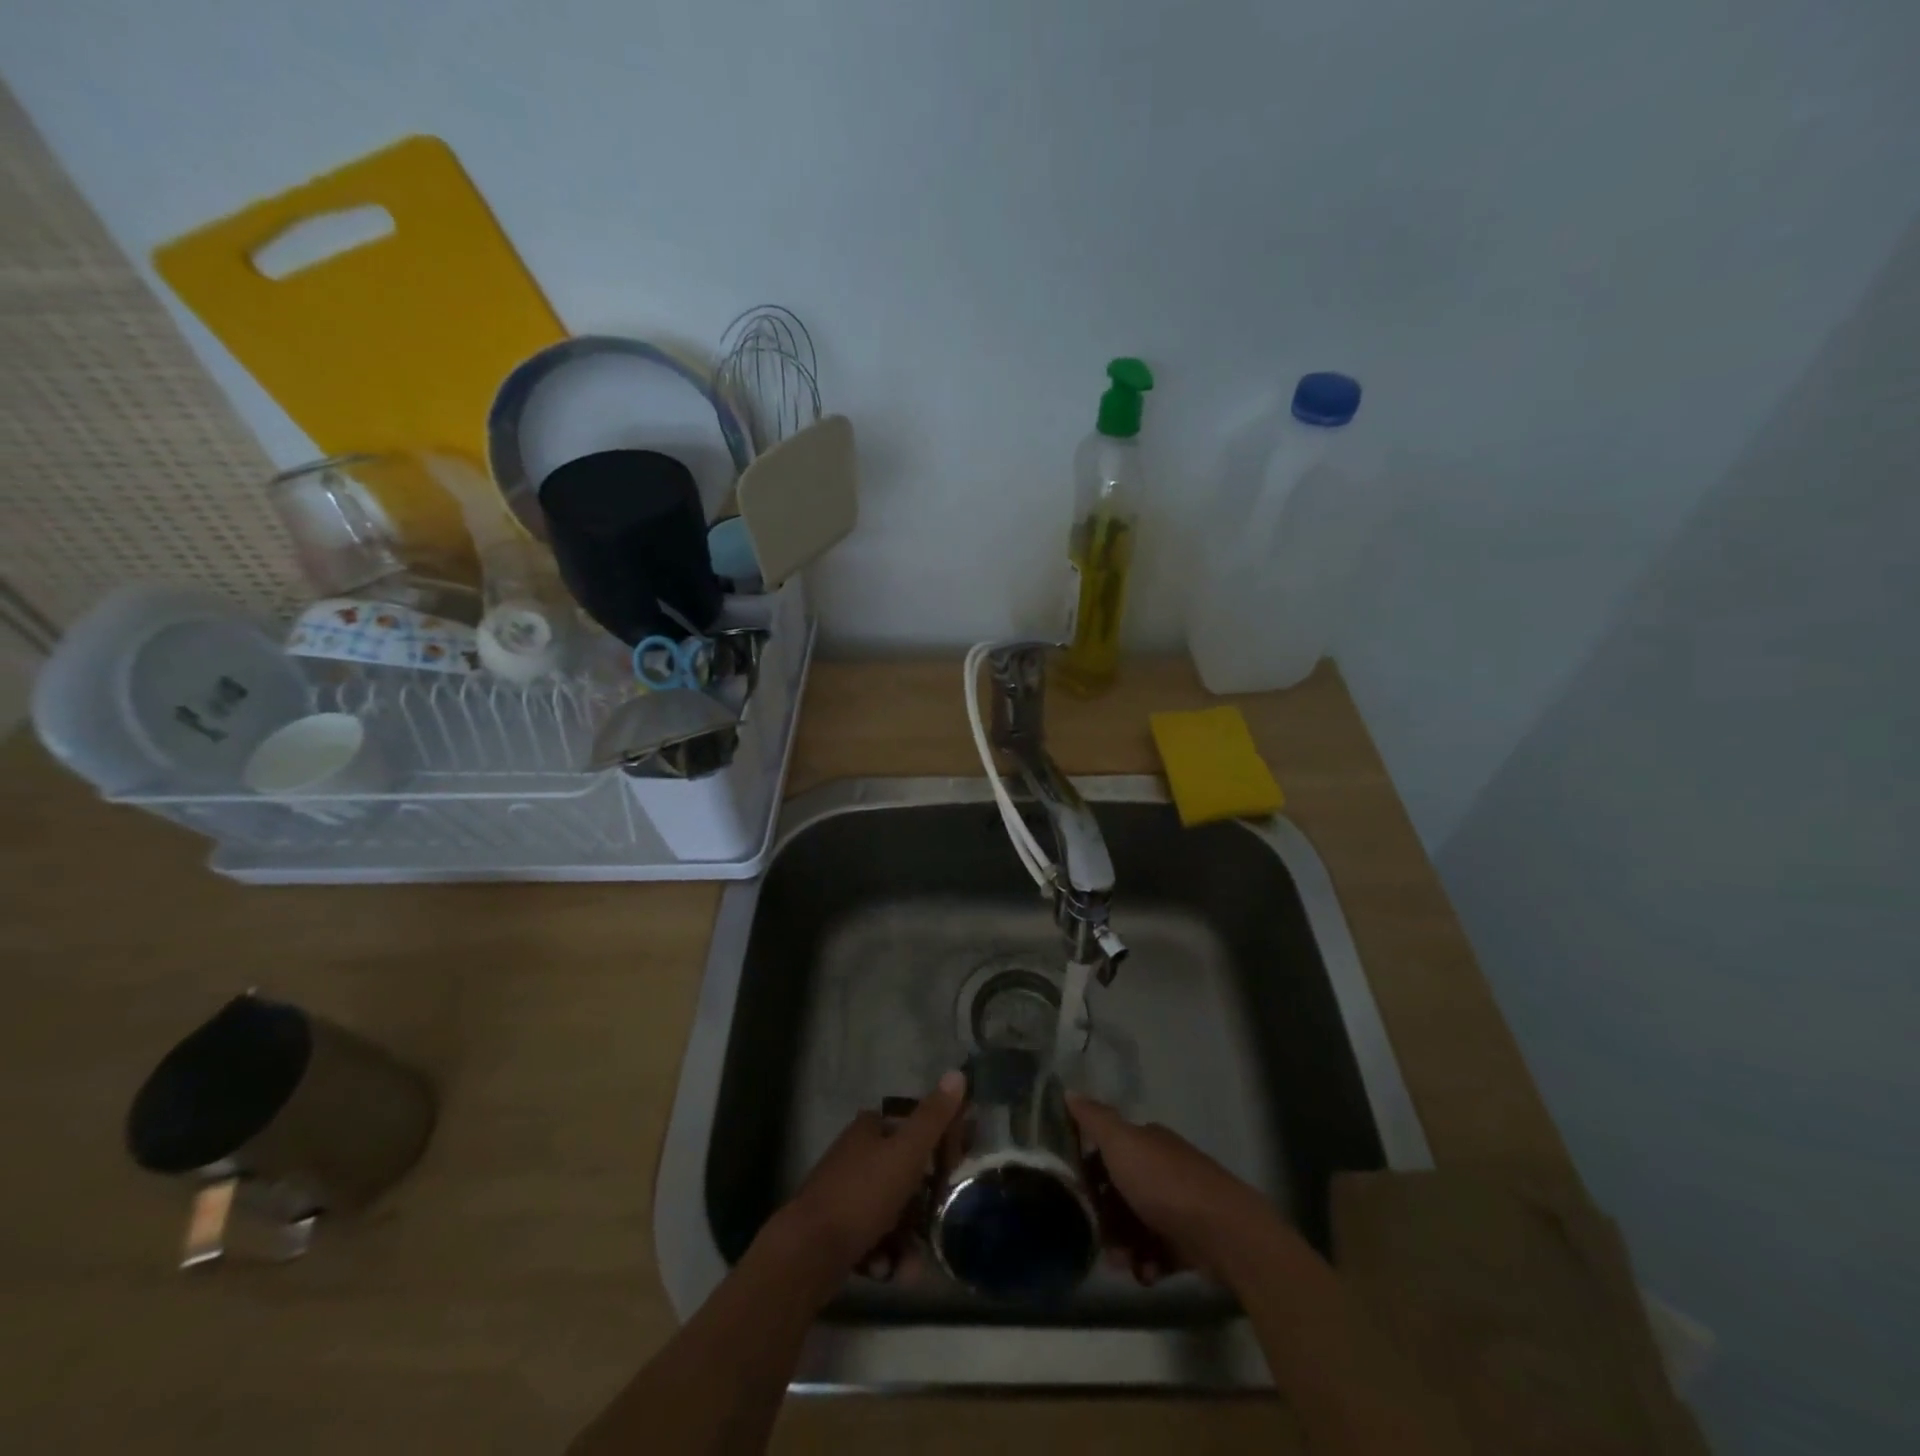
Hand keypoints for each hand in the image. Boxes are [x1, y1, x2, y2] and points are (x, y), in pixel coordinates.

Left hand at [769, 1071, 965, 1282]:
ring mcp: (844, 1194)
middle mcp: (856, 1155)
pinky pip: (873, 1238)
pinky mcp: (836, 1231)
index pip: (913, 1126)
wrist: (807, 1254)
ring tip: (913, 1264)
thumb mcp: (906, 1152)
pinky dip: (885, 1254)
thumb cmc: (861, 1195)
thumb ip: (933, 1117)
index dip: (939, 1144)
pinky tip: (888, 1271)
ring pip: (891, 1211)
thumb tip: (957, 1073)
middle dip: (925, 1203)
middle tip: (943, 1221)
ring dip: (907, 1238)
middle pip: (904, 1172)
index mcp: (870, 1129)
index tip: (959, 1168)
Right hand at [1069, 1094, 1274, 1281]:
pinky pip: (1160, 1252)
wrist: (1223, 1231)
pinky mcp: (1192, 1241)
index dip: (1089, 1171)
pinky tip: (1146, 1273)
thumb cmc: (1164, 1183)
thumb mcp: (1120, 1143)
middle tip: (1097, 1239)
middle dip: (1105, 1218)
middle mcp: (1163, 1168)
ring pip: (1138, 1225)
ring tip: (1122, 1264)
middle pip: (1122, 1192)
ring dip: (1124, 1246)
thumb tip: (1068, 1091)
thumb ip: (1094, 1119)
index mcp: (1148, 1142)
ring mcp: (1180, 1205)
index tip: (1074, 1194)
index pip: (1109, 1151)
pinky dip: (1149, 1263)